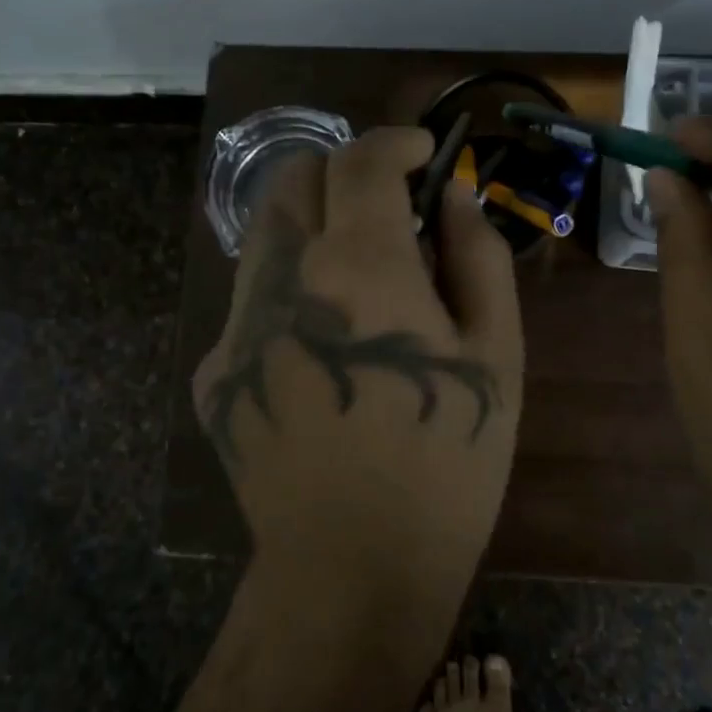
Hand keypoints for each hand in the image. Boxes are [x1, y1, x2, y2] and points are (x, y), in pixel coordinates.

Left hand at [194, 127, 523, 587]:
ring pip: (266, 235)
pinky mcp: (215, 371)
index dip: (397, 142)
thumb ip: (478, 256)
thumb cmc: (447, 462)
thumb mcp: (496, 354)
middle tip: (389, 206)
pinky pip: (252, 300)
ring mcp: (235, 326)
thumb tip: (454, 195)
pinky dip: (293, 291)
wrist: (353, 569)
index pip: (361, 160)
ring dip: (315, 228)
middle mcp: (282, 279)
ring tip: (363, 279)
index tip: (425, 154)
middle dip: (343, 171)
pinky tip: (327, 350)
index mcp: (358, 268)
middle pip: (293, 178)